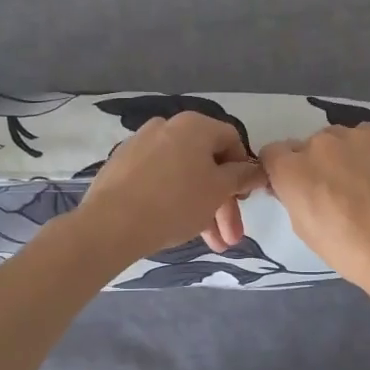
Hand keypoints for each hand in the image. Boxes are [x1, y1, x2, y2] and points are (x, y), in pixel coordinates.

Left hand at [77, 112, 266, 263]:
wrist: (111, 224)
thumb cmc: (175, 202)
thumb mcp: (219, 191)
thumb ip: (242, 177)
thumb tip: (258, 170)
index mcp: (194, 125)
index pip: (232, 141)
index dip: (244, 171)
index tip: (245, 200)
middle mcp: (167, 126)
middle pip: (207, 163)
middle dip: (223, 203)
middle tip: (230, 237)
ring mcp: (141, 145)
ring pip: (183, 176)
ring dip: (202, 208)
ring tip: (211, 244)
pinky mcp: (122, 166)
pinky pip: (159, 180)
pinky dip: (174, 200)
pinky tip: (179, 228)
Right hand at [259, 125, 369, 294]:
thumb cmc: (347, 248)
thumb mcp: (304, 227)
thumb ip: (293, 196)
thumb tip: (297, 185)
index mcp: (291, 169)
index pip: (273, 153)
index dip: (283, 169)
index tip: (296, 185)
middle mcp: (318, 143)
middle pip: (309, 146)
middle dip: (317, 163)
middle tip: (336, 189)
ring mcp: (353, 135)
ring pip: (340, 139)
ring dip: (344, 155)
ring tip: (365, 183)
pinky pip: (368, 137)